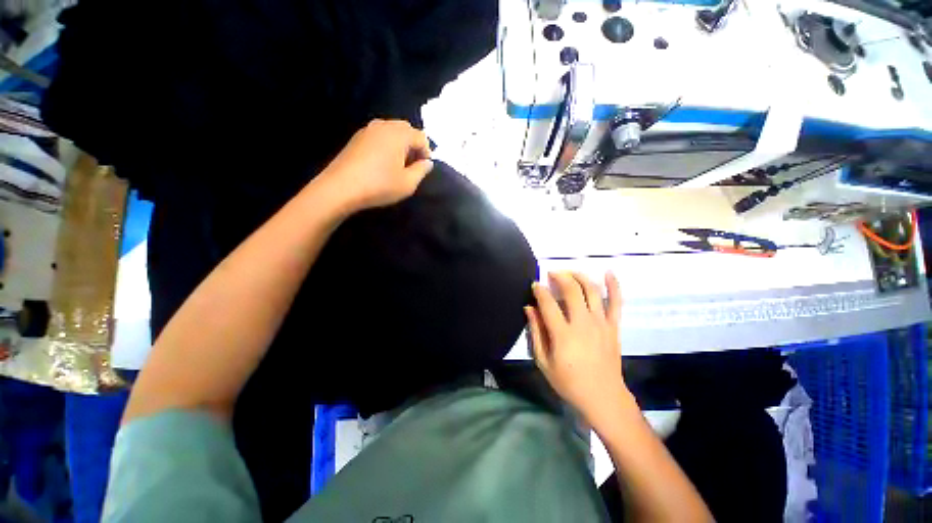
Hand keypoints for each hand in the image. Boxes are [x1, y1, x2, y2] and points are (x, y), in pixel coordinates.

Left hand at [316, 119, 432, 211]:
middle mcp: (384, 125)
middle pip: (406, 129)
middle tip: (413, 165)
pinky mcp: (357, 137)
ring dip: (400, 144)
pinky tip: (383, 162)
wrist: (340, 188)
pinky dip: (387, 145)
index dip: (427, 152)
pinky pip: (379, 135)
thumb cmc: (379, 185)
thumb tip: (427, 162)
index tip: (424, 168)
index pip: (421, 137)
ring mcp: (368, 129)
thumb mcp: (408, 183)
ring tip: (398, 164)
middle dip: (414, 145)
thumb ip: (422, 170)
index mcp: (399, 134)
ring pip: (392, 131)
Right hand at [526, 271, 631, 428]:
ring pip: (592, 290)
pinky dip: (614, 286)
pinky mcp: (613, 326)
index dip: (540, 290)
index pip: (548, 303)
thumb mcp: (544, 361)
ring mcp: (601, 323)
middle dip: (560, 276)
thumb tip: (529, 308)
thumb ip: (536, 332)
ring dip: (580, 276)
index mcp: (563, 334)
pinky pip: (616, 302)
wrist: (603, 397)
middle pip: (572, 290)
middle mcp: (583, 323)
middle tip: (551, 274)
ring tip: (570, 272)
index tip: (535, 285)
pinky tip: (609, 272)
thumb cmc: (569, 382)